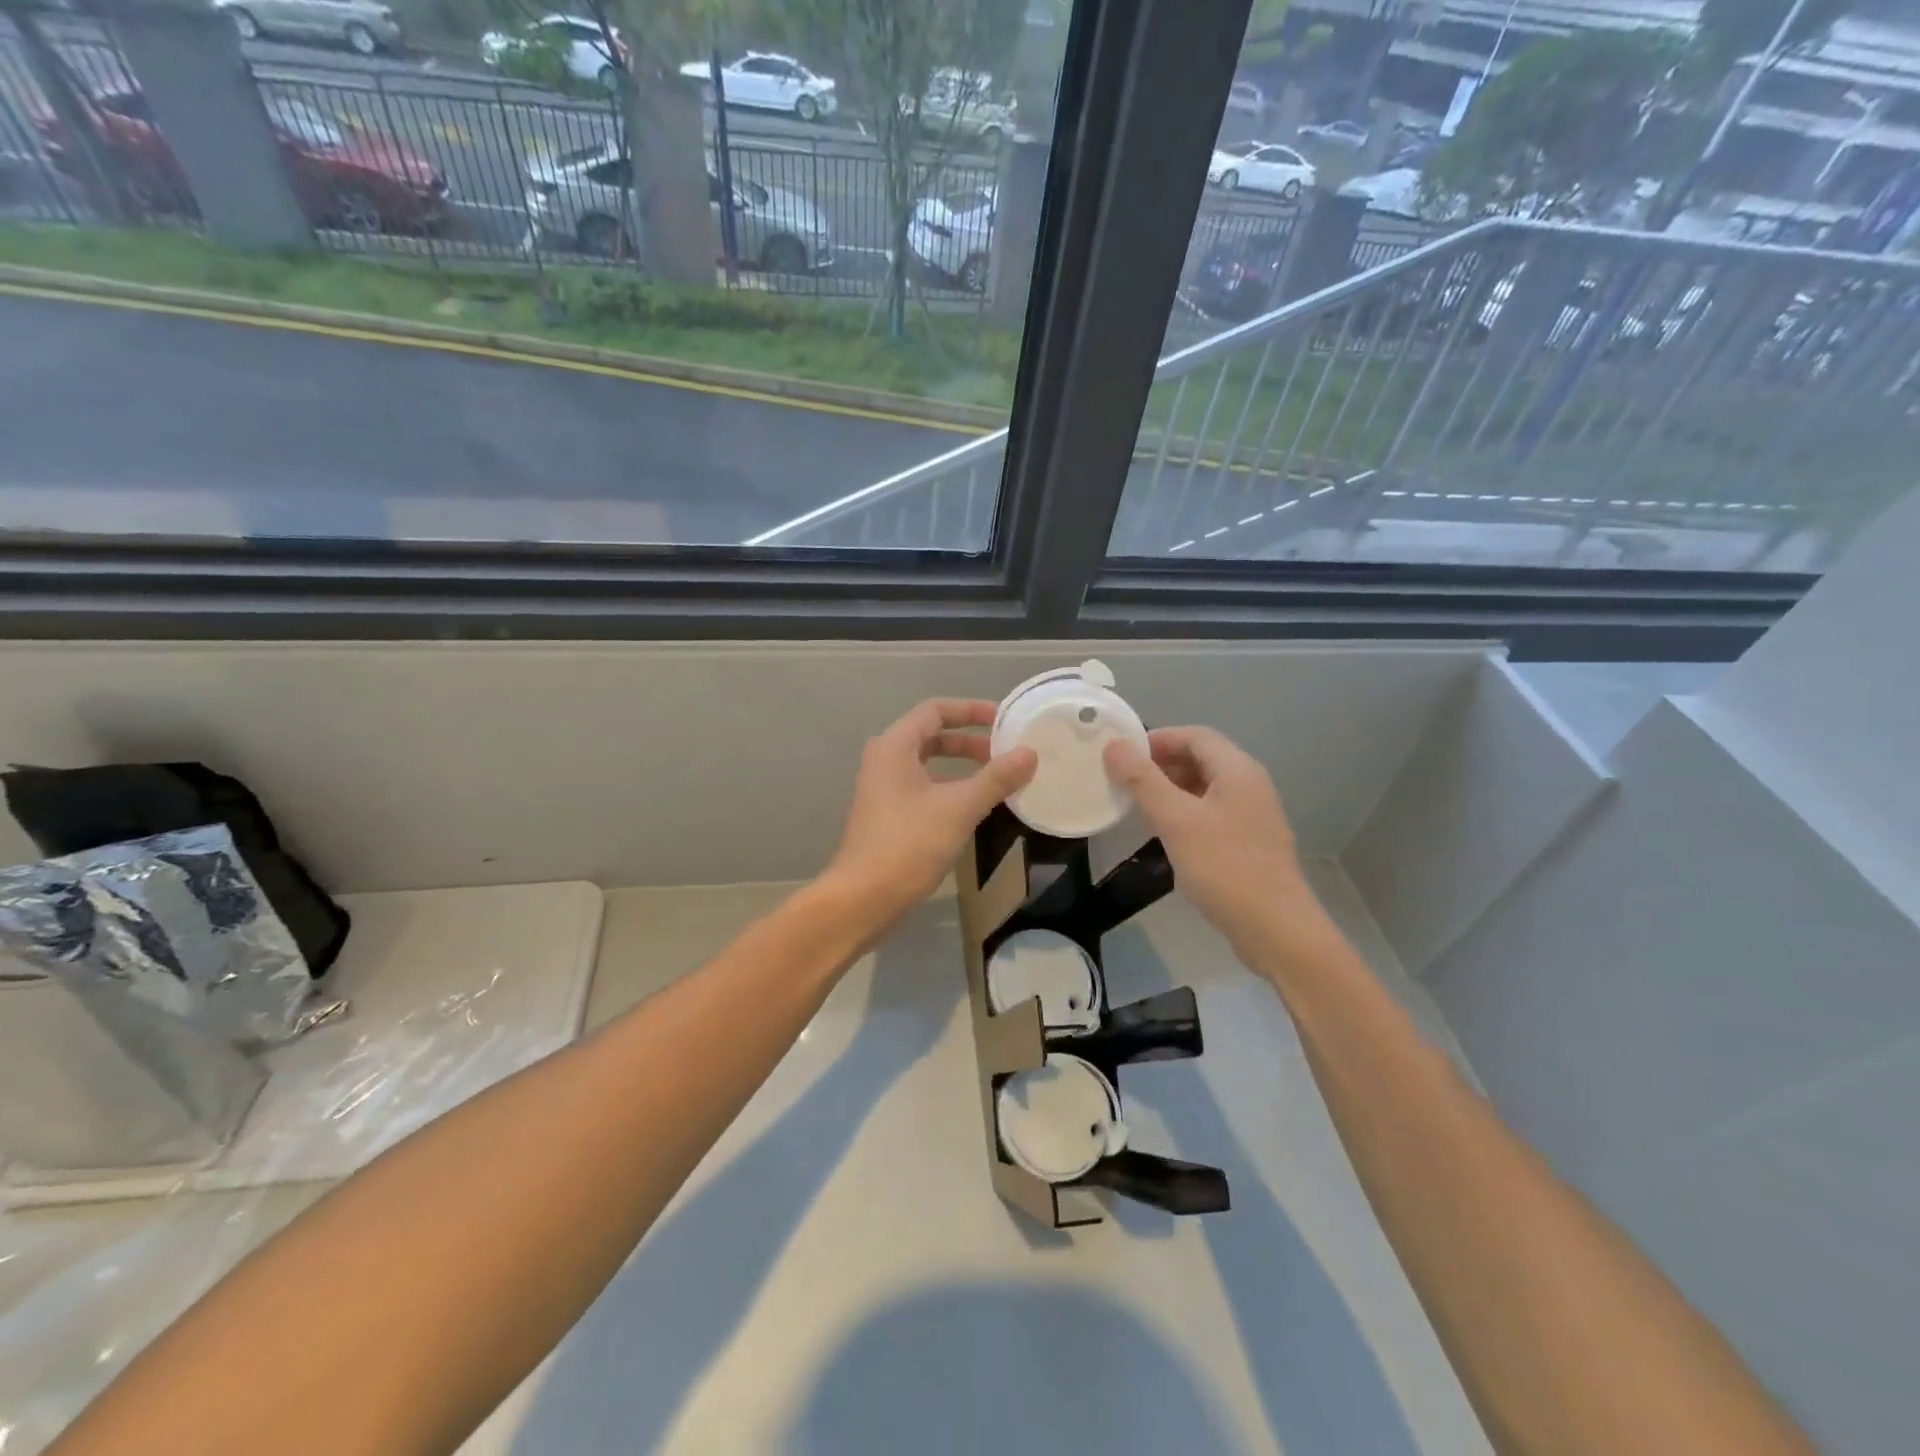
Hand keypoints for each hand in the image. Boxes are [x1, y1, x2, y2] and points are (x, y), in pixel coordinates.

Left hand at [826, 699, 1036, 928]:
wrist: (862, 899)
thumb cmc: (908, 845)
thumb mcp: (959, 808)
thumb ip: (995, 778)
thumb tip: (1030, 753)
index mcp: (894, 747)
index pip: (935, 710)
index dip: (971, 710)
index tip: (1005, 719)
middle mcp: (884, 760)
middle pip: (931, 736)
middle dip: (970, 741)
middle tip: (1006, 751)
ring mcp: (883, 789)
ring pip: (928, 764)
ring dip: (962, 766)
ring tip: (998, 777)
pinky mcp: (887, 815)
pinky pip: (923, 788)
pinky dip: (950, 788)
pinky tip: (975, 806)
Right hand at [1104, 727, 1322, 956]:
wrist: (1276, 929)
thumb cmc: (1224, 867)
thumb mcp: (1176, 820)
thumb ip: (1143, 780)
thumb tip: (1114, 745)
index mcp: (1237, 770)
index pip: (1195, 735)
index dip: (1158, 739)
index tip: (1123, 755)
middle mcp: (1250, 785)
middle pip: (1201, 759)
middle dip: (1161, 765)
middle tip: (1125, 781)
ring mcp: (1252, 816)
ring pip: (1205, 789)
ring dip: (1170, 791)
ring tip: (1138, 807)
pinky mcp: (1249, 843)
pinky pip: (1211, 814)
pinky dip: (1184, 814)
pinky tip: (1165, 836)